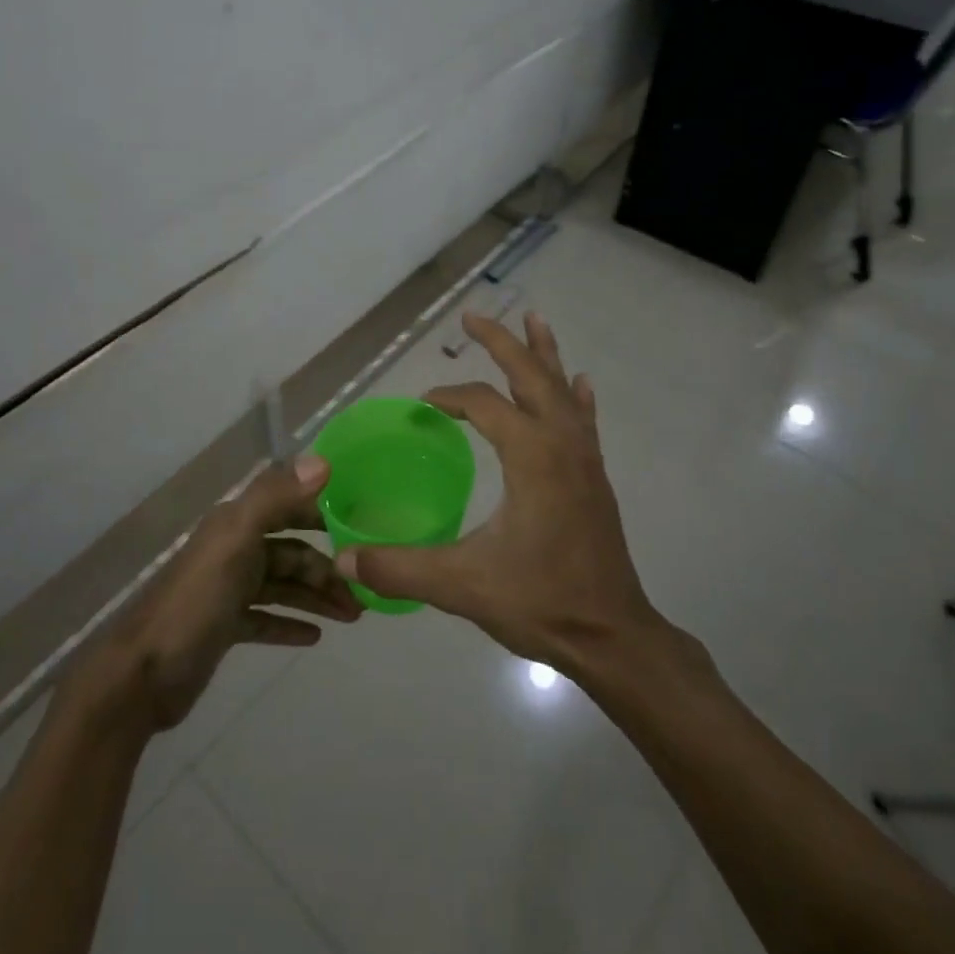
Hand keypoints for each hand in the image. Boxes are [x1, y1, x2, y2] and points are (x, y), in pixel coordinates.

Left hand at [67, 457, 361, 732]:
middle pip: (291, 552)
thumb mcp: (236, 540)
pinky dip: (290, 623)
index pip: (288, 505)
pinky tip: (315, 636)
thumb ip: (275, 497)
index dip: (323, 511)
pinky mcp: (224, 626)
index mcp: (236, 524)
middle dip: (327, 567)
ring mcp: (228, 589)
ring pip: (284, 586)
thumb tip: (323, 461)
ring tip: (352, 615)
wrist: (142, 675)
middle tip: (363, 588)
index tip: (362, 523)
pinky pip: (267, 618)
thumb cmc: (196, 601)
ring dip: (316, 597)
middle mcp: (234, 549)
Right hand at [336, 312, 661, 671]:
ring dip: (543, 354)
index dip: (449, 398)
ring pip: (562, 389)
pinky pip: (584, 419)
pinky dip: (575, 394)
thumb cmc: (541, 602)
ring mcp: (585, 458)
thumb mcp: (462, 585)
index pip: (483, 404)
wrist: (612, 637)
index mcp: (531, 455)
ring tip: (534, 319)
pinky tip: (579, 381)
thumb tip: (342, 561)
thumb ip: (399, 569)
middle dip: (501, 342)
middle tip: (473, 316)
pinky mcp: (595, 477)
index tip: (423, 405)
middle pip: (530, 375)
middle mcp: (561, 444)